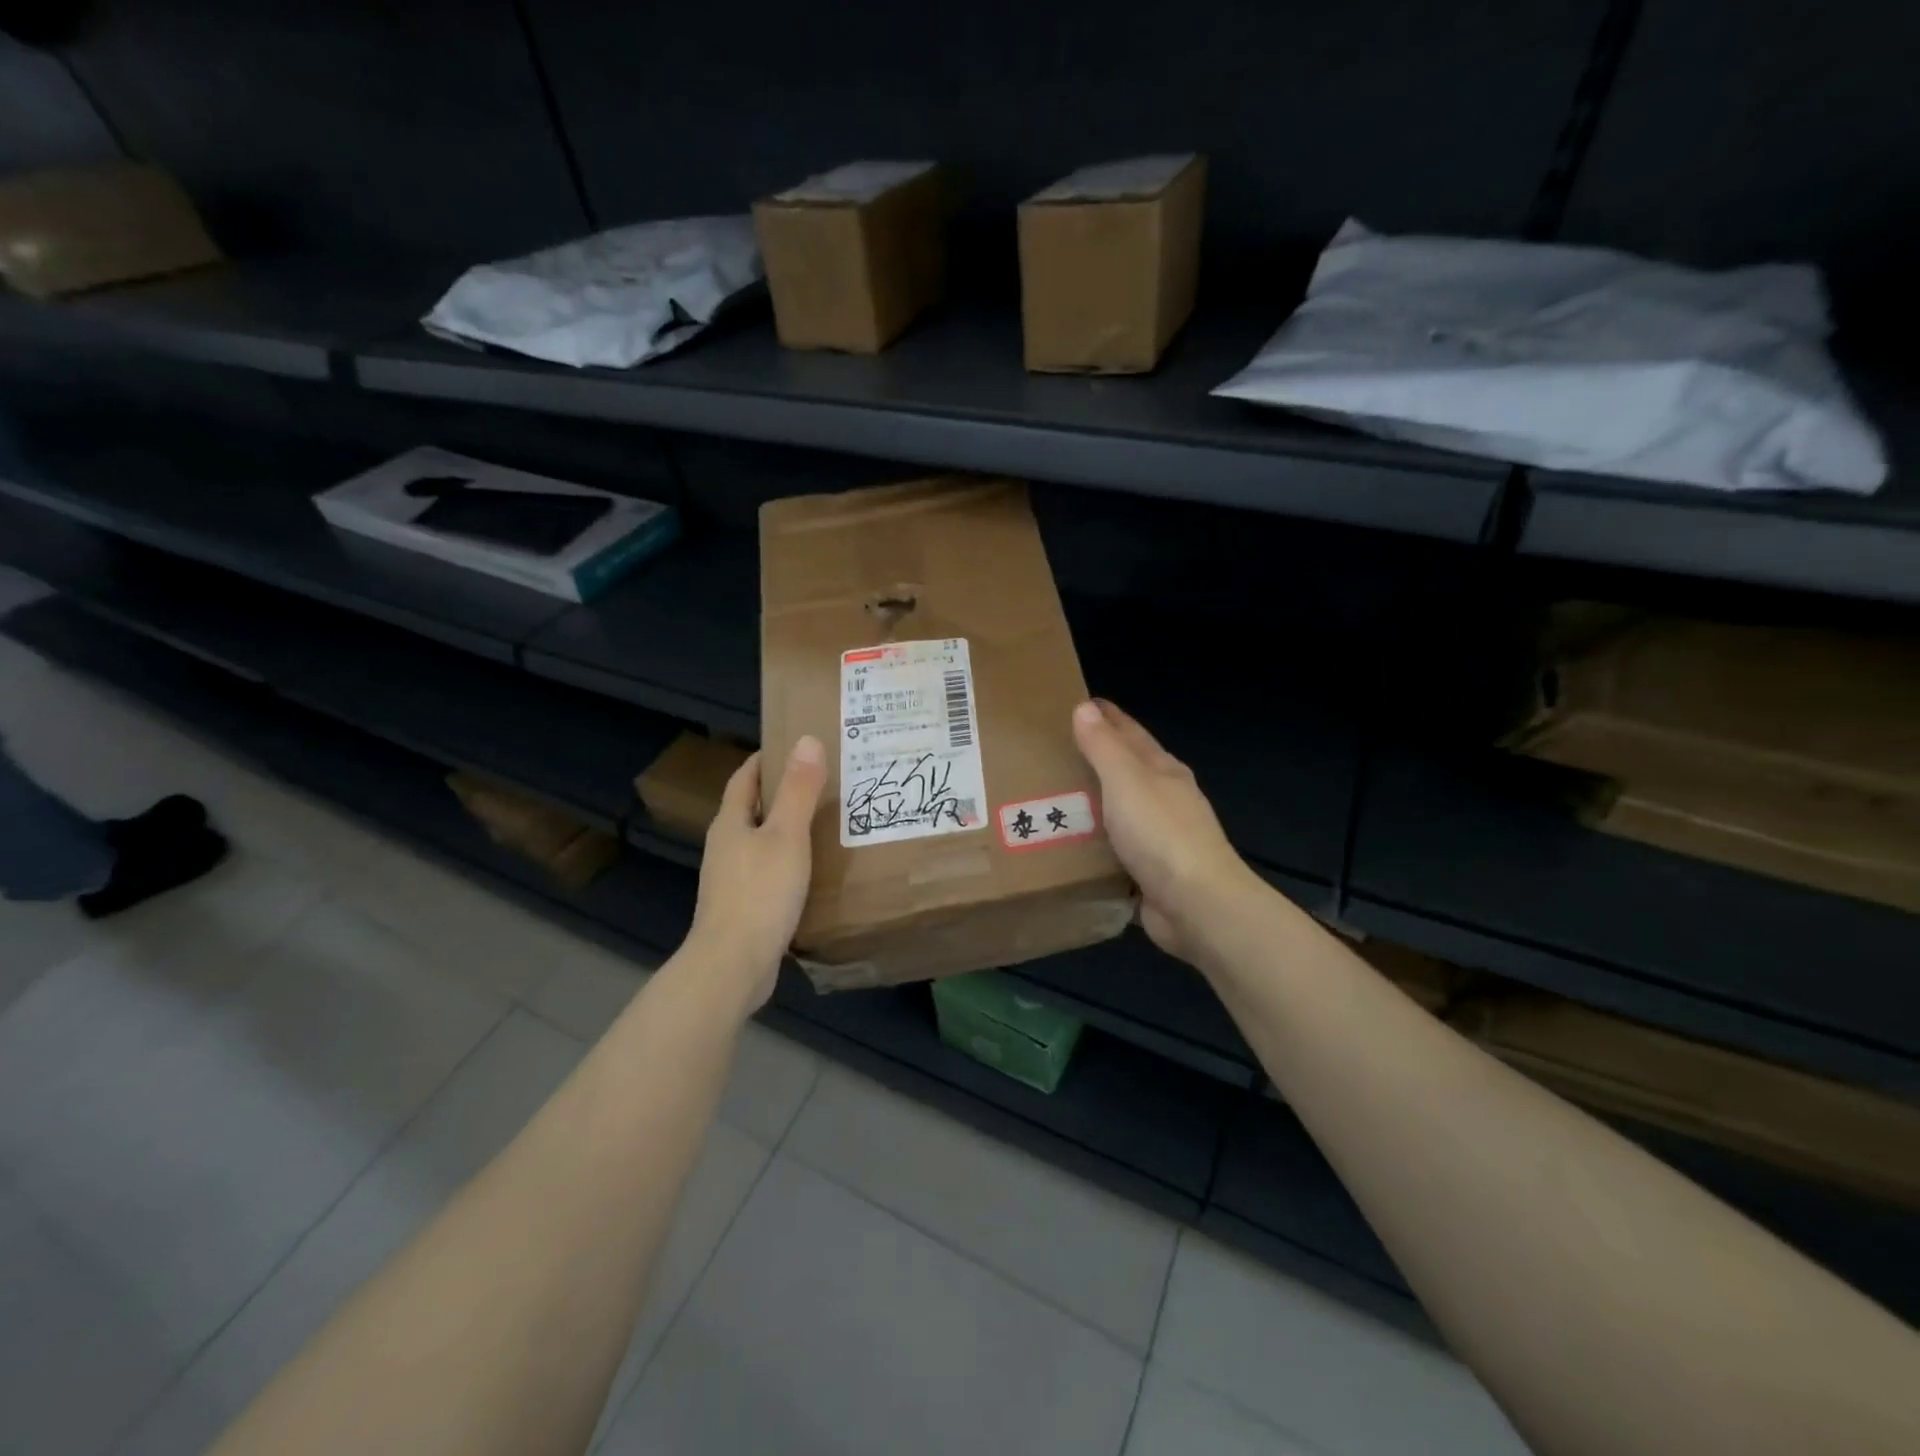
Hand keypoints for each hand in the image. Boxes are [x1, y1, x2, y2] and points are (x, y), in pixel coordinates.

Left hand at [686, 735, 826, 1013]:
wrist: (733, 965)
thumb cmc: (760, 893)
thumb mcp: (787, 836)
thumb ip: (798, 790)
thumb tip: (806, 740)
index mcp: (731, 823)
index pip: (745, 778)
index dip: (765, 759)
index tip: (794, 746)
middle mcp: (726, 847)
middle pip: (752, 809)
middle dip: (781, 793)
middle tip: (822, 782)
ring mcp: (731, 880)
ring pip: (761, 842)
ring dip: (786, 829)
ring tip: (825, 822)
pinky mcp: (743, 907)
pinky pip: (768, 872)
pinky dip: (788, 862)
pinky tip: (813, 870)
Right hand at [1072, 699, 1262, 966]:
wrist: (1196, 905)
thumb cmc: (1160, 833)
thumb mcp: (1127, 781)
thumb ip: (1104, 747)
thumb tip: (1085, 708)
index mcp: (1164, 771)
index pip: (1131, 734)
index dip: (1107, 718)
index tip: (1079, 704)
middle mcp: (1165, 800)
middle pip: (1127, 771)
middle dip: (1097, 759)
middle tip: (1054, 751)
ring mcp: (1160, 839)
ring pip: (1120, 812)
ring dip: (1093, 805)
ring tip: (1051, 799)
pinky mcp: (1149, 874)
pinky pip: (1114, 851)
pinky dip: (1095, 844)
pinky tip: (1070, 846)